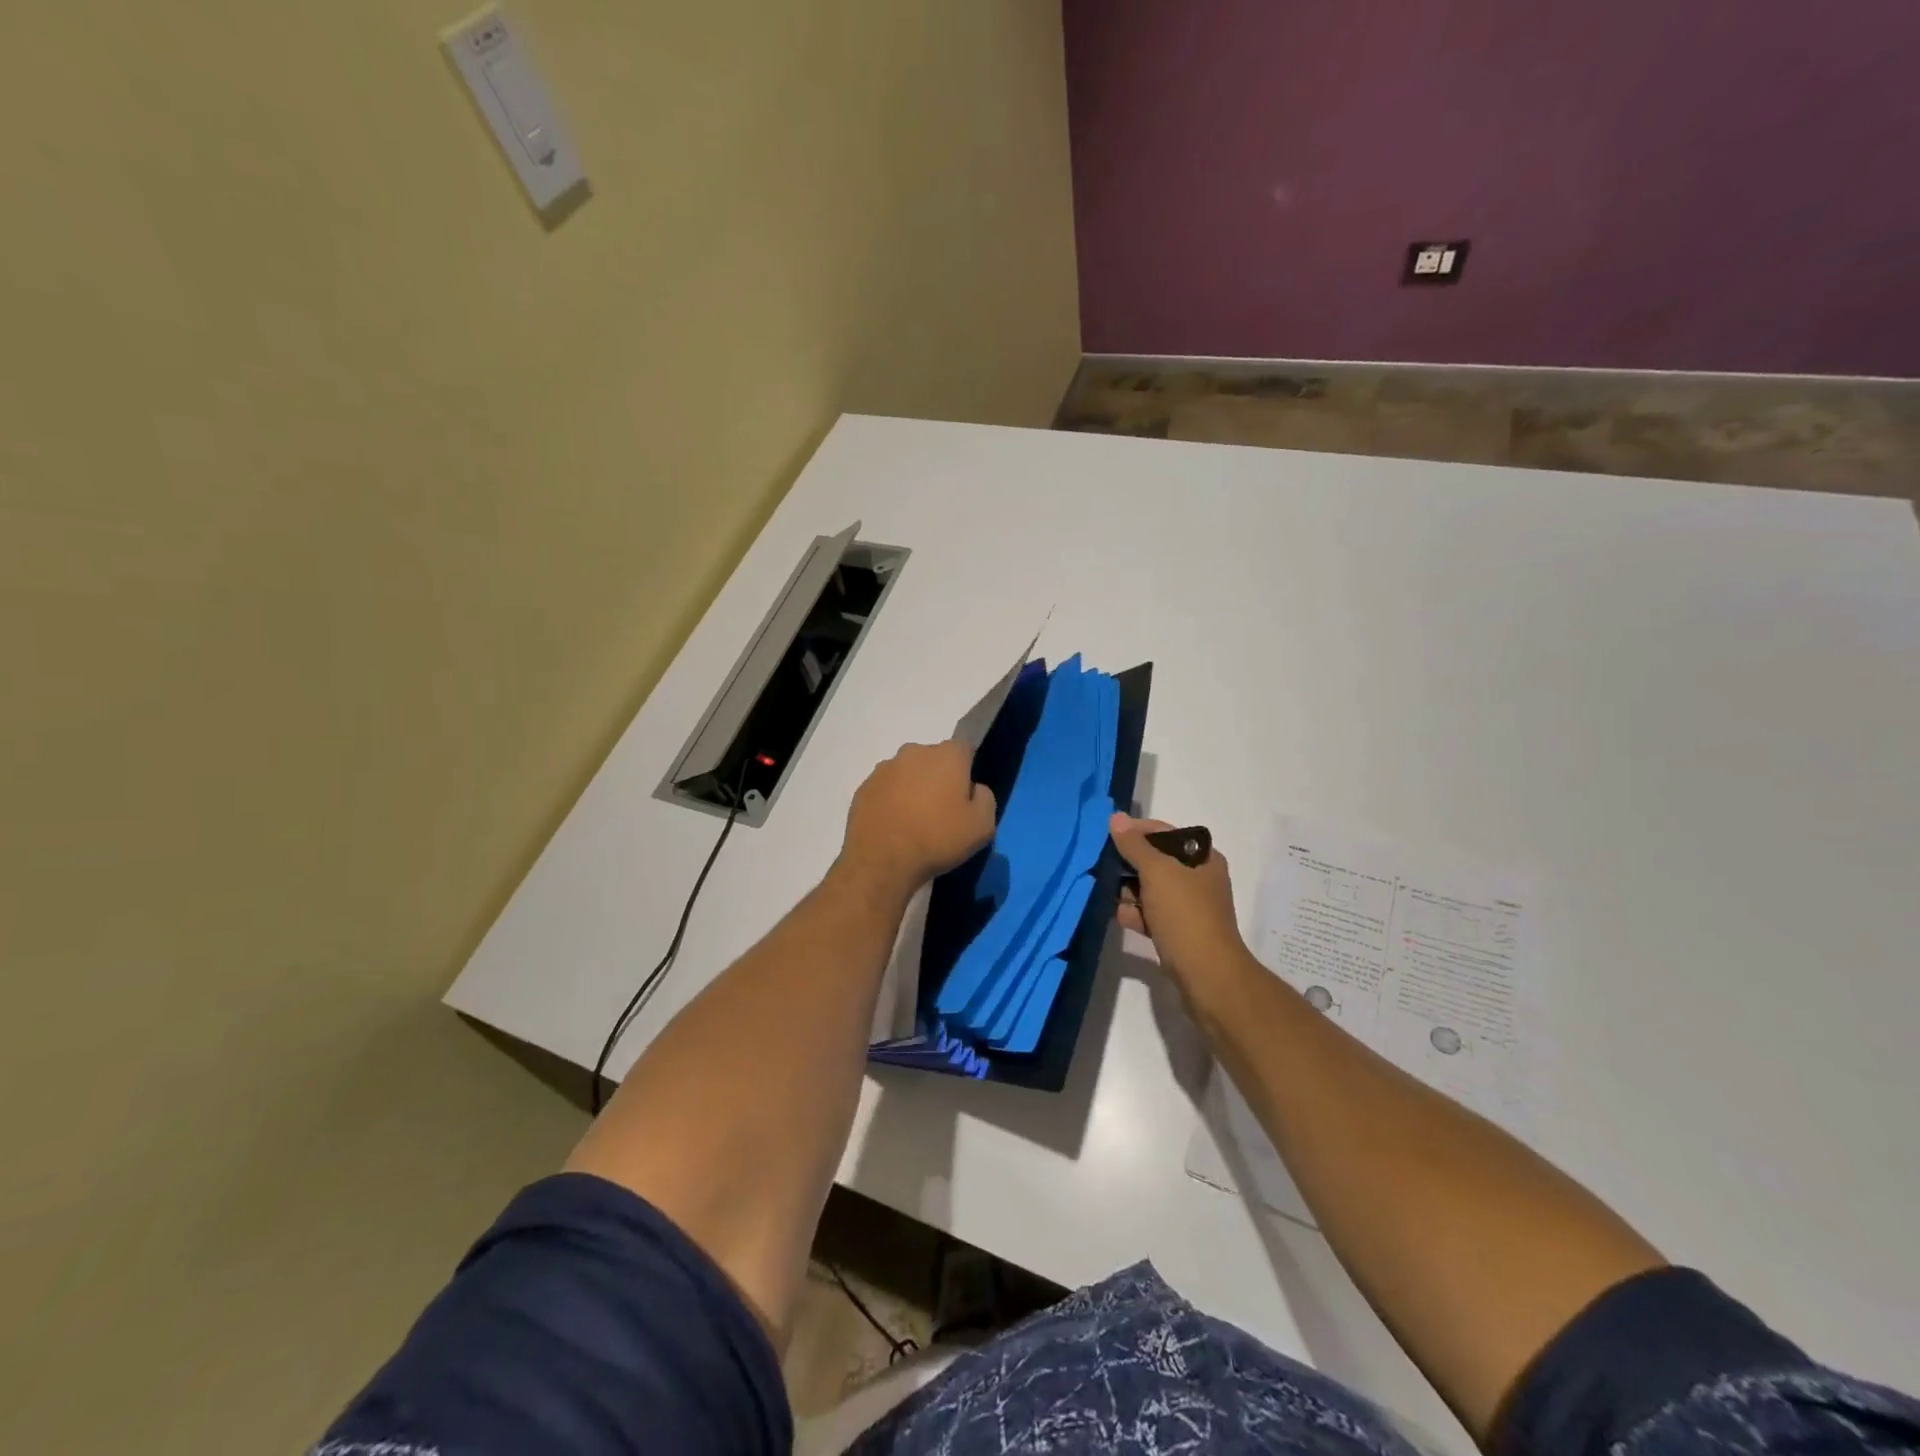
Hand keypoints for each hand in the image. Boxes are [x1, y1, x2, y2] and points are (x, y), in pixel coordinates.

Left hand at [839, 740, 996, 900]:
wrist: (881, 862)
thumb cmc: (937, 839)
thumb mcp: (982, 826)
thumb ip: (985, 798)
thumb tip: (974, 789)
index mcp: (947, 755)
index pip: (964, 749)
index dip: (967, 770)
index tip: (965, 795)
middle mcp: (914, 752)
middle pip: (933, 759)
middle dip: (939, 778)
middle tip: (941, 811)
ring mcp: (885, 768)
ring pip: (907, 773)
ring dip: (913, 788)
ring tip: (914, 821)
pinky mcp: (864, 787)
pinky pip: (886, 789)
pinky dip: (891, 801)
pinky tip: (894, 826)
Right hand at [1111, 813, 1248, 992]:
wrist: (1206, 976)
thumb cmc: (1185, 915)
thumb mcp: (1157, 872)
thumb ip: (1134, 845)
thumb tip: (1116, 817)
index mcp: (1203, 858)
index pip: (1166, 833)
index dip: (1137, 832)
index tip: (1109, 837)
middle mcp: (1199, 879)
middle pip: (1156, 862)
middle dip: (1129, 865)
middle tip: (1103, 868)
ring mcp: (1189, 907)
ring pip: (1151, 889)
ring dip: (1129, 891)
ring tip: (1108, 895)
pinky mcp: (1178, 932)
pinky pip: (1151, 914)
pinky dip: (1136, 914)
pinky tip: (1120, 917)